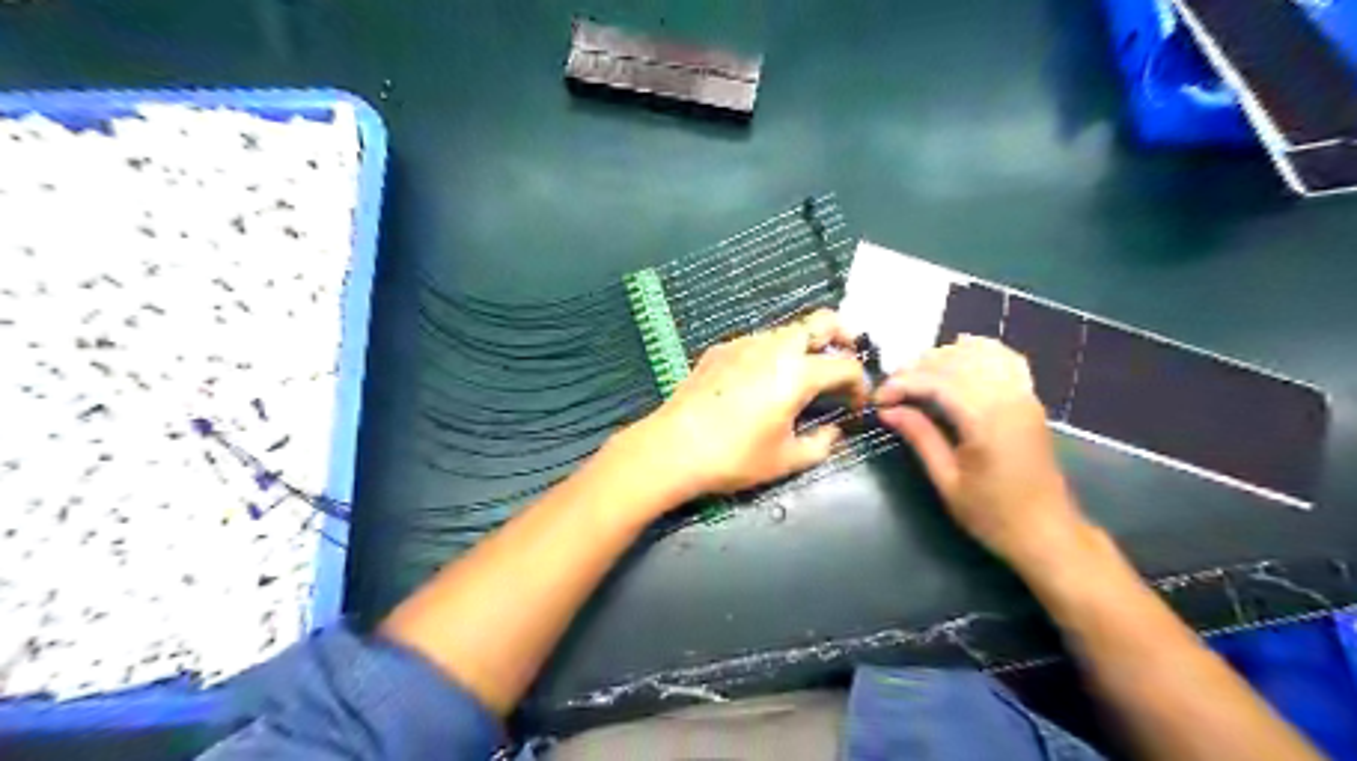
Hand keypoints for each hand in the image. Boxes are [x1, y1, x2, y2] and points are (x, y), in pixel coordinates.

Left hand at [615, 309, 868, 503]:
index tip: (857, 403)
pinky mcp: (720, 349)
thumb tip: (835, 431)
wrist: (672, 447)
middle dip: (842, 336)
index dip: (860, 383)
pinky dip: (773, 353)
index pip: (846, 365)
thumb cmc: (734, 456)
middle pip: (821, 321)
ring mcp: (744, 343)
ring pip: (787, 330)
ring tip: (802, 377)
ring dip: (805, 345)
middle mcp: (775, 347)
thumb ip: (821, 444)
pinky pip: (758, 341)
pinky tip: (761, 382)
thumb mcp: (786, 460)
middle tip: (843, 363)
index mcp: (797, 372)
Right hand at [880, 337, 1088, 572]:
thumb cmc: (993, 515)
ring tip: (917, 376)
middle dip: (917, 368)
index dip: (902, 384)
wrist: (1047, 533)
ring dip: (943, 357)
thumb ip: (920, 437)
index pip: (936, 383)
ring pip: (979, 354)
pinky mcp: (1030, 399)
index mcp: (986, 421)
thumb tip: (888, 411)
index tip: (878, 400)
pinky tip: (960, 353)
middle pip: (955, 362)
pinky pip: (1006, 359)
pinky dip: (980, 351)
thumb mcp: (947, 481)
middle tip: (891, 390)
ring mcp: (1024, 395)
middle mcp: (1008, 398)